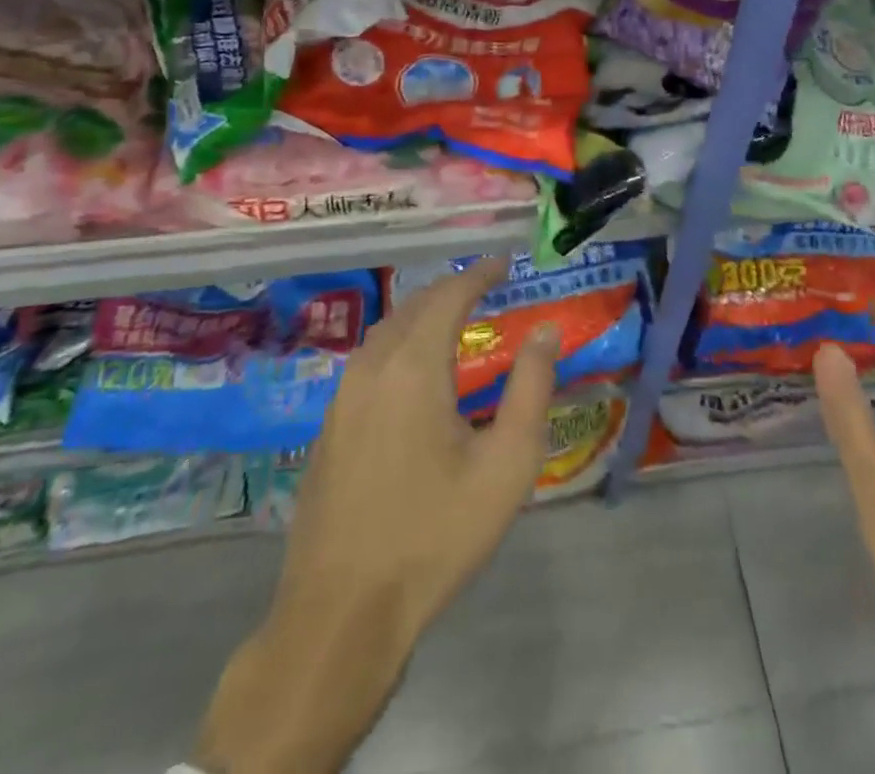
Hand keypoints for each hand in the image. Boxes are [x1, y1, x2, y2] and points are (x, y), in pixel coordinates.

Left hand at [196, 258, 560, 773]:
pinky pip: (369, 361)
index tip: (504, 263)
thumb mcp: (505, 465)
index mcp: (413, 366)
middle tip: (484, 288)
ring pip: (385, 331)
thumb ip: (530, 388)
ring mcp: (342, 397)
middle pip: (414, 306)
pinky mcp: (328, 427)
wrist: (341, 612)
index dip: (478, 274)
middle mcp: (372, 367)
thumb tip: (546, 331)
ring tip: (453, 319)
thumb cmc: (434, 535)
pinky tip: (413, 371)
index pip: (448, 296)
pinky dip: (399, 343)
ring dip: (421, 314)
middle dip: (450, 290)